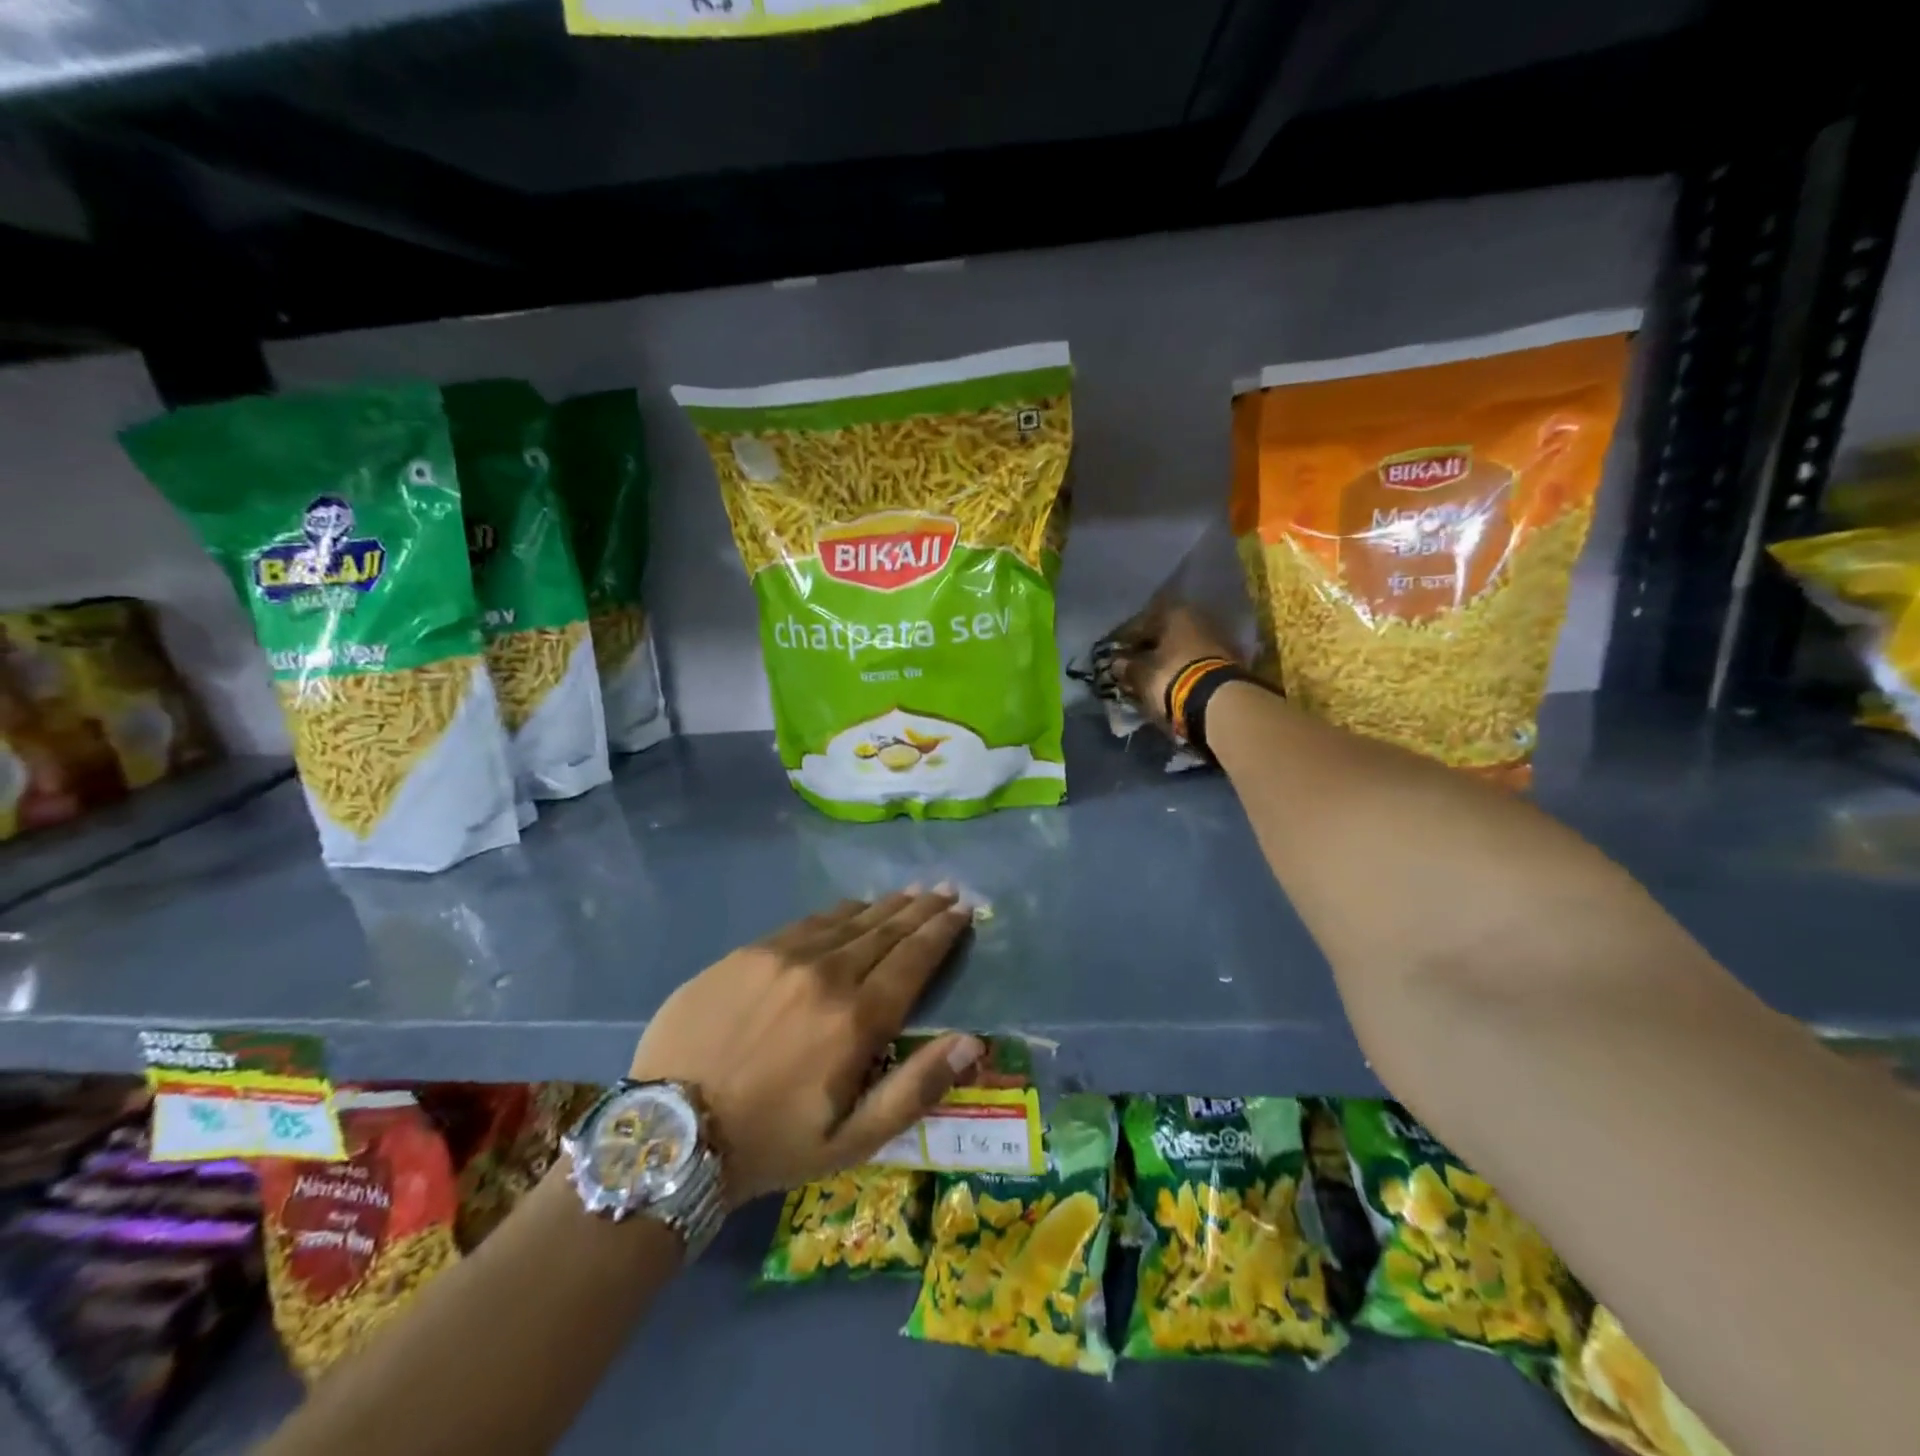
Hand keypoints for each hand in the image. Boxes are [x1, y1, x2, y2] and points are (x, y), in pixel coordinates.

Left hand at [628, 888, 982, 1203]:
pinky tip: (852, 908)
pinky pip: (807, 922)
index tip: (964, 909)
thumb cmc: (771, 1144)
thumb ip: (915, 1089)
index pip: (914, 959)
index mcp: (856, 1020)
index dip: (942, 931)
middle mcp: (826, 974)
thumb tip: (972, 1041)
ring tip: (910, 893)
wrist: (669, 1132)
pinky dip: (839, 913)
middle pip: (886, 930)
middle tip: (945, 890)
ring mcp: (783, 956)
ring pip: (849, 919)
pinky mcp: (747, 952)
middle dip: (921, 909)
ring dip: (884, 906)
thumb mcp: (852, 1141)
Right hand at [1110, 601, 1242, 730]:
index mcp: (1174, 613)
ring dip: (1166, 661)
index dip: (1124, 641)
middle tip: (1132, 667)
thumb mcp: (1141, 674)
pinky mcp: (1228, 661)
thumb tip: (1118, 664)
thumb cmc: (1171, 677)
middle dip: (1148, 651)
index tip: (1114, 655)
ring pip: (1181, 648)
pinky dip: (1182, 670)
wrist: (1218, 701)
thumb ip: (1127, 667)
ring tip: (1151, 679)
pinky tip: (1171, 683)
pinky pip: (1195, 662)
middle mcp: (1197, 618)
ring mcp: (1216, 639)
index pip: (1140, 624)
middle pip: (1165, 634)